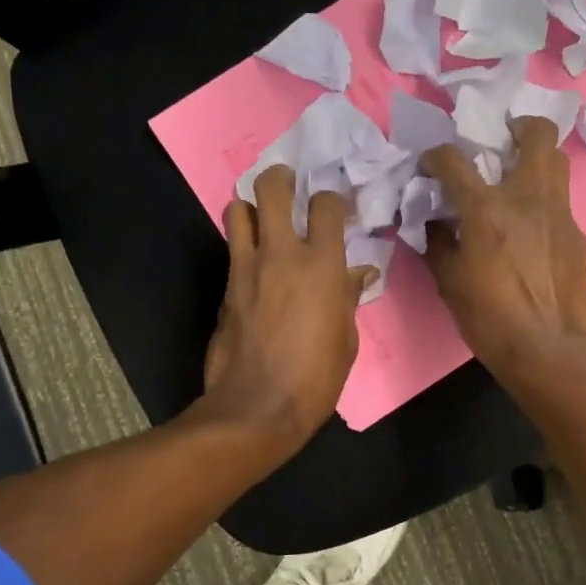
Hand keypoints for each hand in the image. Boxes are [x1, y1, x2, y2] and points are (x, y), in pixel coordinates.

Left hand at [200, 166, 375, 455]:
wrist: (257, 406)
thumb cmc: (315, 377)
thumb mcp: (346, 339)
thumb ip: (349, 297)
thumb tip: (360, 274)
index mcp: (322, 265)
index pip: (326, 205)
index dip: (332, 199)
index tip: (336, 208)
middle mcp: (282, 253)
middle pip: (272, 188)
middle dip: (281, 178)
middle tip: (289, 186)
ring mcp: (247, 267)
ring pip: (237, 208)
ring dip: (251, 205)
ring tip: (263, 217)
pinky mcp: (225, 286)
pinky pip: (232, 246)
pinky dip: (243, 242)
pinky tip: (255, 259)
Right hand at [422, 116, 585, 381]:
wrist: (547, 351)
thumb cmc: (489, 319)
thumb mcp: (449, 283)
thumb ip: (438, 244)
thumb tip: (433, 223)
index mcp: (487, 209)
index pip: (455, 159)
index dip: (437, 155)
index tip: (432, 164)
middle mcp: (528, 199)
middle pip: (537, 134)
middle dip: (518, 127)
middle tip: (503, 142)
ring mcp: (561, 215)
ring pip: (559, 164)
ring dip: (538, 160)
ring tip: (520, 179)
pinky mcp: (580, 238)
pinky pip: (562, 208)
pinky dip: (545, 209)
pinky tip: (536, 236)